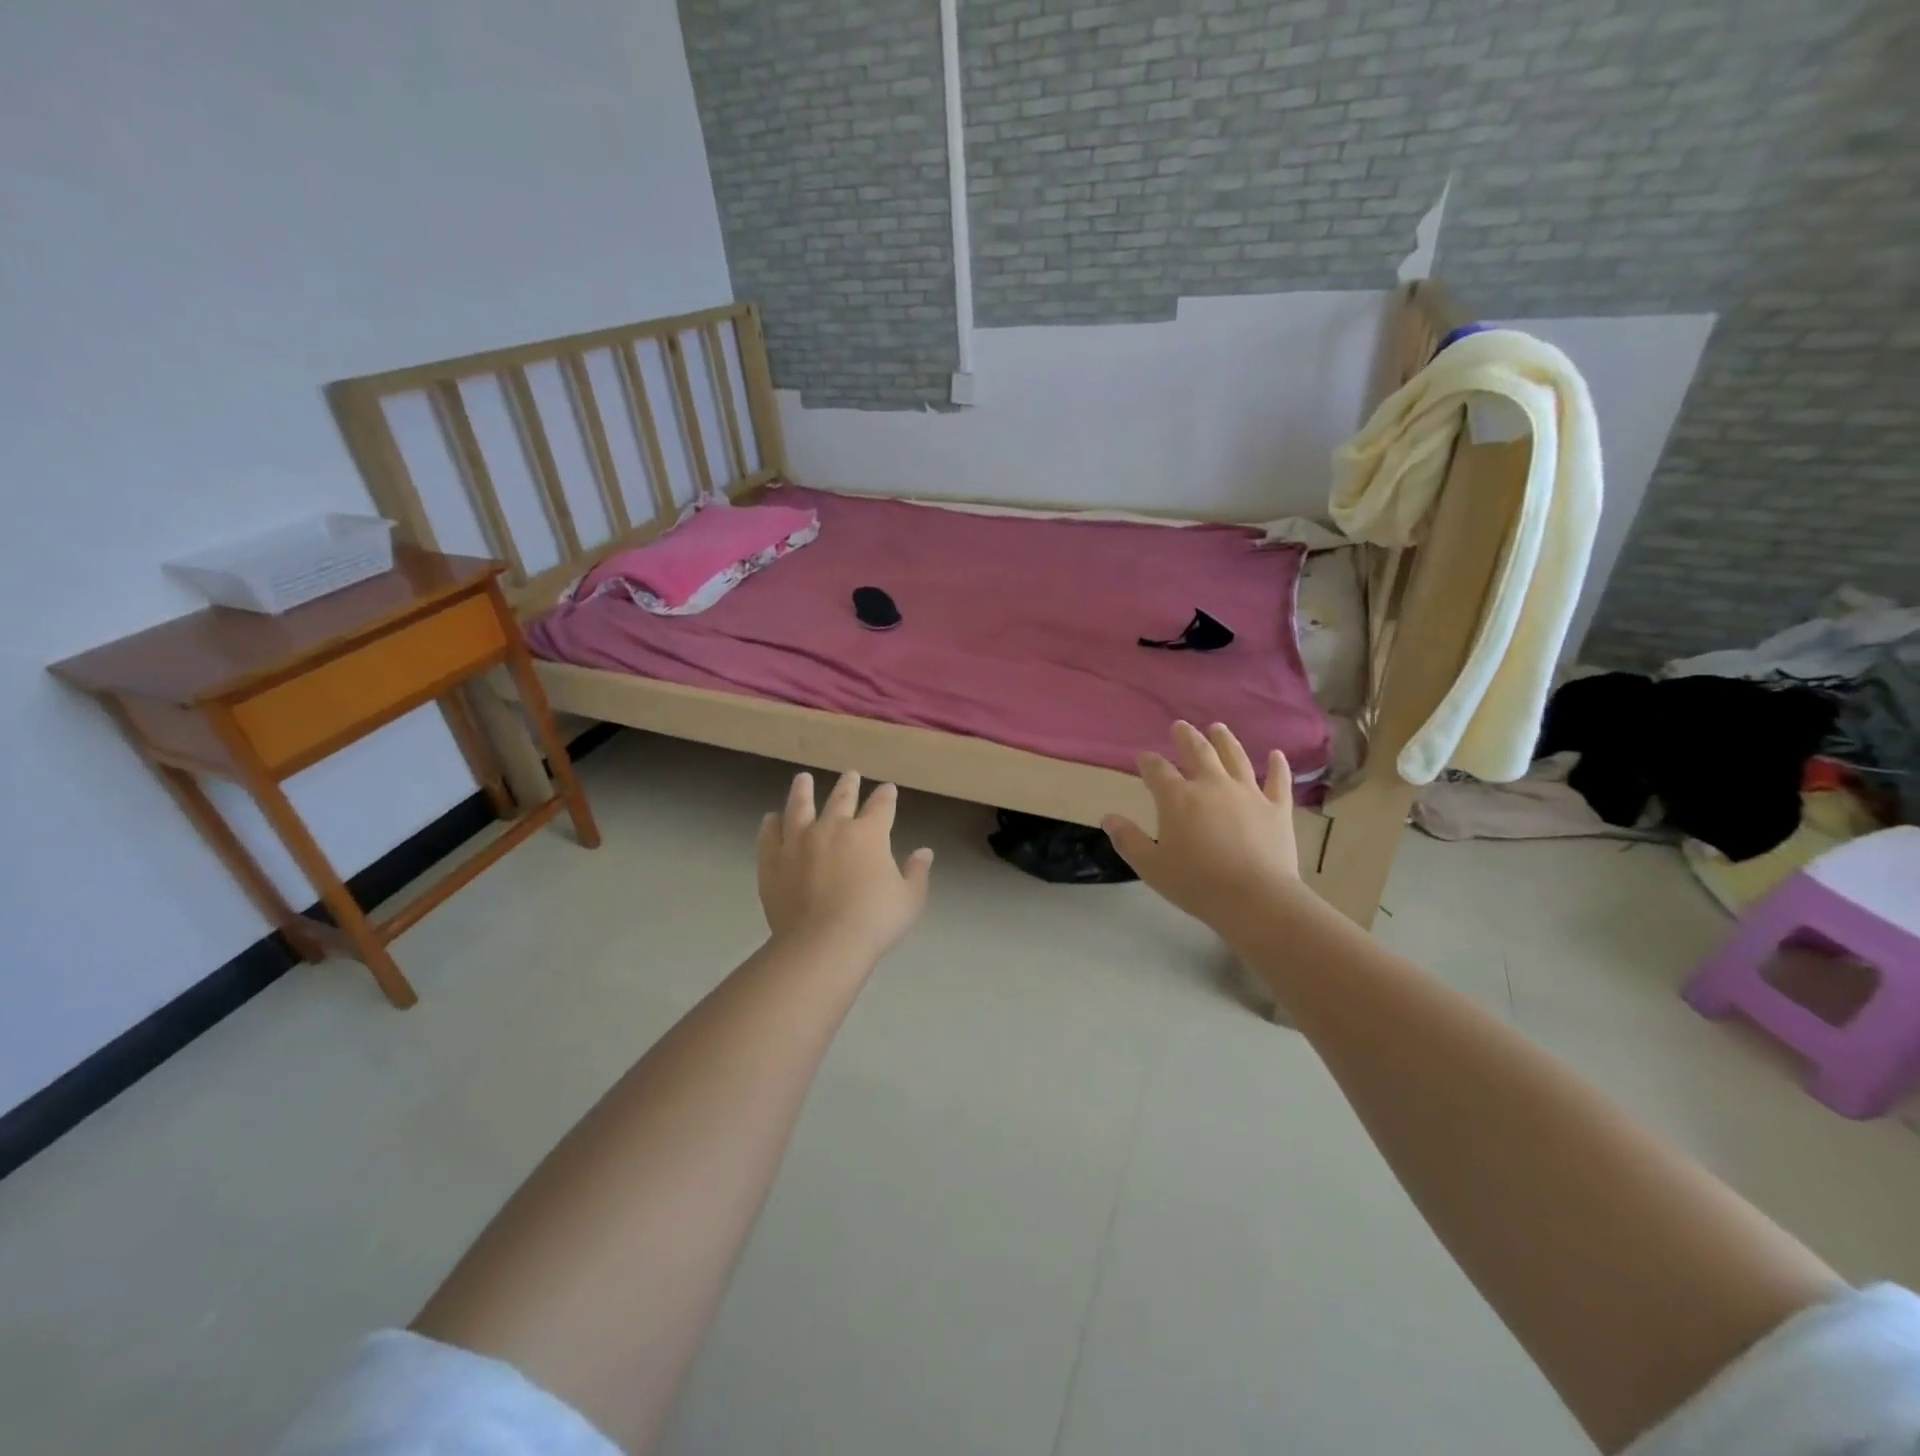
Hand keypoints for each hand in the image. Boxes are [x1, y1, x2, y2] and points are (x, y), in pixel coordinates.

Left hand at [757, 771, 933, 959]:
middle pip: (841, 799)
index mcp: (868, 834)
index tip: (888, 788)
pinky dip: (771, 824)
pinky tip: (771, 818)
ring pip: (799, 807)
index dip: (886, 796)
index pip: (881, 806)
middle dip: (848, 785)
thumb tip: (924, 852)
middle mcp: (832, 828)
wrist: (823, 943)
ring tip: (803, 779)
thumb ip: (916, 872)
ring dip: (803, 791)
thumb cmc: (873, 921)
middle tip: (851, 775)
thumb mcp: (909, 899)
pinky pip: (770, 835)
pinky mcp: (773, 860)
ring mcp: (798, 841)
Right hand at [1104, 721, 1306, 941]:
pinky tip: (1276, 754)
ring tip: (1218, 728)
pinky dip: (1278, 766)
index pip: (1157, 770)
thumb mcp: (1151, 866)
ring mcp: (1248, 793)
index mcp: (1177, 798)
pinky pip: (1278, 781)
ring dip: (1225, 740)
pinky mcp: (1277, 808)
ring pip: (1235, 757)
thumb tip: (1108, 818)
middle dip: (1186, 737)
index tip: (1143, 757)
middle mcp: (1212, 785)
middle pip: (1198, 752)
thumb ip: (1128, 840)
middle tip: (1180, 725)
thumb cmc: (1196, 883)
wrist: (1255, 898)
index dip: (1148, 761)